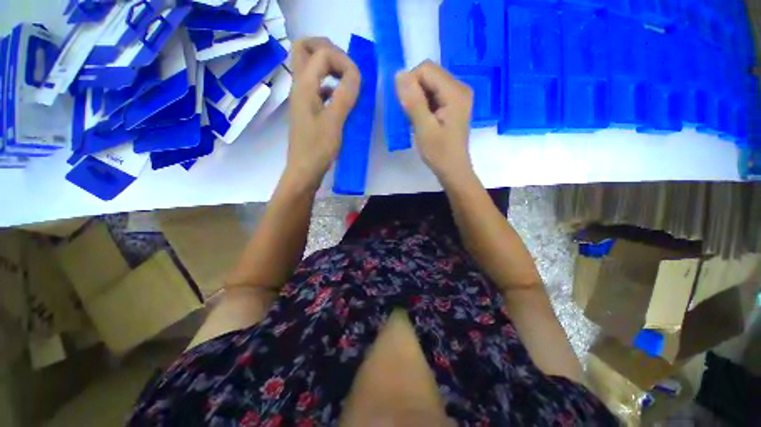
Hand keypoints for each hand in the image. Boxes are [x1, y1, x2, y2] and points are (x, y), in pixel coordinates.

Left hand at [287, 37, 360, 186]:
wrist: (305, 171)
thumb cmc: (317, 149)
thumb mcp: (334, 122)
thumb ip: (345, 95)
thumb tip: (356, 74)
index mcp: (304, 86)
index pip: (323, 53)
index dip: (344, 61)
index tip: (357, 81)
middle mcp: (300, 86)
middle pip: (304, 48)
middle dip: (328, 50)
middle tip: (345, 66)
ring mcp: (303, 98)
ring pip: (310, 67)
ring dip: (329, 66)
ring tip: (347, 81)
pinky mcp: (309, 110)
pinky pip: (318, 87)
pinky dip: (331, 85)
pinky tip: (342, 100)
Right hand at [396, 61, 473, 181]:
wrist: (453, 169)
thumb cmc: (439, 153)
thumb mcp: (424, 129)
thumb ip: (413, 101)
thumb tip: (399, 74)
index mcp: (455, 92)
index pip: (426, 69)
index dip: (411, 84)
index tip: (408, 108)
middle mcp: (460, 87)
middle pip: (429, 74)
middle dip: (415, 92)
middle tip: (414, 116)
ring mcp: (457, 95)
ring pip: (429, 84)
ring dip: (418, 99)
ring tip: (419, 120)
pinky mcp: (453, 103)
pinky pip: (433, 93)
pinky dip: (424, 103)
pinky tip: (424, 119)